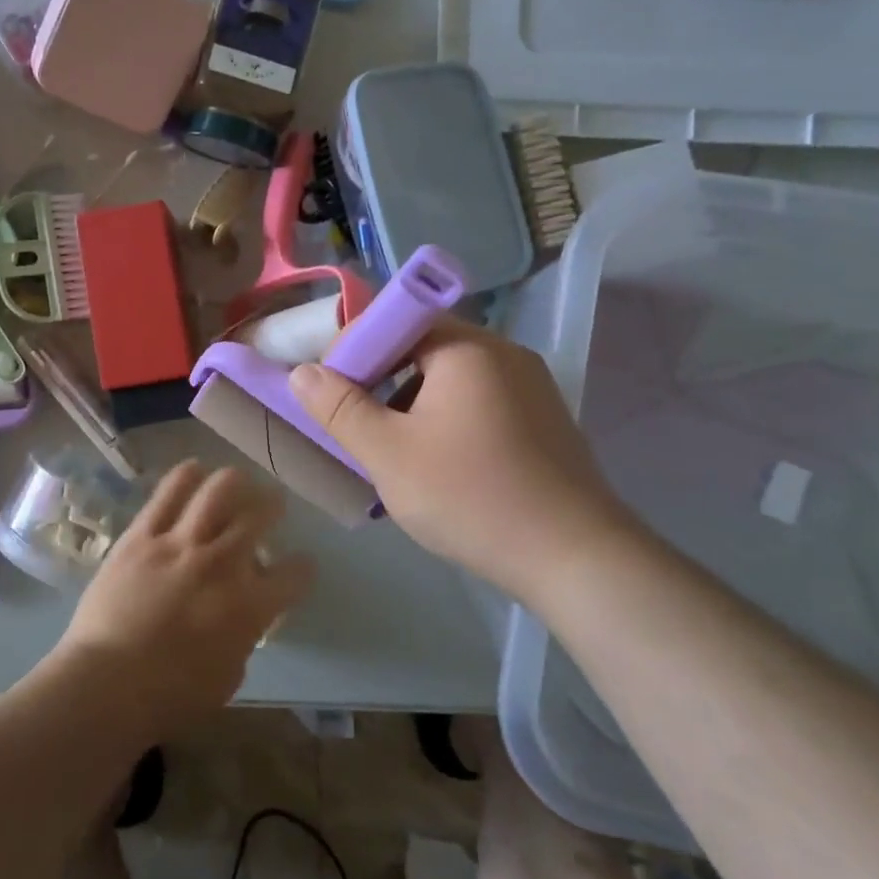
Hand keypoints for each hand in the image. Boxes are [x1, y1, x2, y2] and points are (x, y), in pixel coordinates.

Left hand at [53, 461, 315, 734]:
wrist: (106, 684)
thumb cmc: (170, 696)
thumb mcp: (227, 676)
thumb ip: (242, 635)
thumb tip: (240, 614)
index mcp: (249, 605)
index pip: (295, 574)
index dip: (303, 568)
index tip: (300, 566)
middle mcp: (222, 563)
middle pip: (260, 514)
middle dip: (273, 506)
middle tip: (271, 506)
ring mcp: (180, 543)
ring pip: (219, 489)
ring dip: (235, 483)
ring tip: (236, 484)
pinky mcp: (142, 534)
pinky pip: (170, 491)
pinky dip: (187, 476)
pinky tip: (195, 471)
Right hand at [287, 317, 645, 607]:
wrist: (576, 559)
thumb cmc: (471, 496)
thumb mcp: (388, 454)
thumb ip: (339, 408)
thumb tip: (302, 372)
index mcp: (466, 347)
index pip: (396, 319)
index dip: (356, 348)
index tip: (334, 391)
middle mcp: (503, 353)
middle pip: (424, 348)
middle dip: (383, 382)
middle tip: (359, 427)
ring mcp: (531, 386)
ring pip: (451, 379)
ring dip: (414, 405)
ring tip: (397, 455)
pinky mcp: (545, 420)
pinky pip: (480, 402)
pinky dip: (448, 421)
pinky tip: (441, 467)